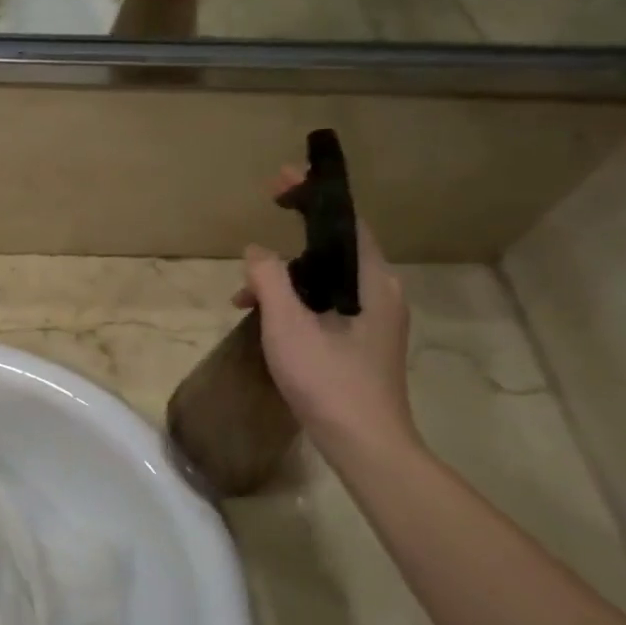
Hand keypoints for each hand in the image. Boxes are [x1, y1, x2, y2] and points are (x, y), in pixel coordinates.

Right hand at [232, 167, 418, 468]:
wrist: (365, 445)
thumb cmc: (329, 380)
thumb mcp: (288, 325)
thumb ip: (270, 279)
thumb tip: (256, 250)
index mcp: (372, 281)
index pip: (345, 221)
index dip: (314, 194)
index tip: (281, 178)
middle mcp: (380, 292)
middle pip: (337, 244)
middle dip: (298, 227)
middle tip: (267, 209)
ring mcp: (374, 318)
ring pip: (327, 276)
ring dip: (288, 271)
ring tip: (245, 288)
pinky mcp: (362, 340)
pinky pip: (326, 300)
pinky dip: (295, 297)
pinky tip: (264, 315)